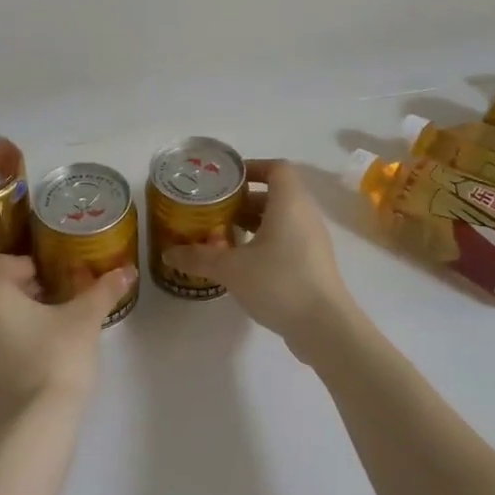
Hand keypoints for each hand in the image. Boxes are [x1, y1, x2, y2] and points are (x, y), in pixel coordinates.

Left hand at [0, 254, 133, 429]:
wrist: (37, 423)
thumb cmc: (58, 357)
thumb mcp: (85, 319)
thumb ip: (104, 290)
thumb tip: (128, 270)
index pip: (1, 262)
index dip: (28, 267)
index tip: (51, 282)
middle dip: (13, 291)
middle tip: (46, 302)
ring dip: (2, 318)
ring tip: (37, 331)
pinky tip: (26, 359)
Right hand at [162, 159, 365, 364]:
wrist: (325, 327)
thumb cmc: (279, 282)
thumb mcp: (231, 269)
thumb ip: (199, 258)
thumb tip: (168, 254)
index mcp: (289, 203)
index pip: (276, 168)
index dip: (252, 167)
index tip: (226, 181)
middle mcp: (305, 215)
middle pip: (276, 194)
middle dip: (245, 200)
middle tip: (216, 210)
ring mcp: (313, 241)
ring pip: (281, 219)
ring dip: (254, 223)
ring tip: (224, 236)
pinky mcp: (314, 264)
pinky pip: (288, 240)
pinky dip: (266, 242)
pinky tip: (243, 263)